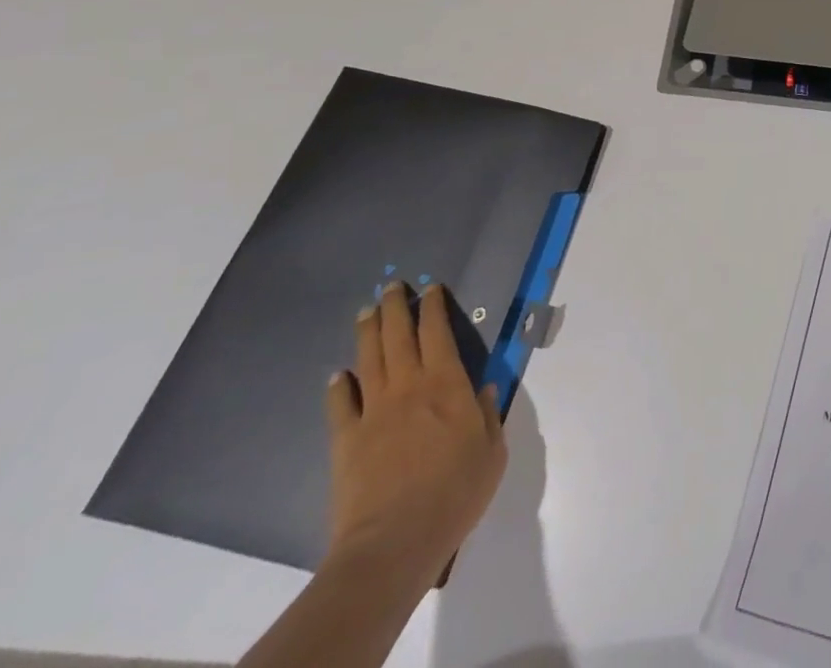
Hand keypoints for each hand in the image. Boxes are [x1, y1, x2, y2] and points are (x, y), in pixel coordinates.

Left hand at [323, 281, 506, 592]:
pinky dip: (339, 386)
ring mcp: (373, 412)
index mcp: (447, 383)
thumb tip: (485, 389)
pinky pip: (341, 405)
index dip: (434, 307)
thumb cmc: (455, 493)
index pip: (438, 332)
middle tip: (391, 287)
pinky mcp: (346, 441)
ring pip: (369, 360)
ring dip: (367, 333)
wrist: (393, 543)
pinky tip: (338, 375)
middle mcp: (409, 386)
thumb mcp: (492, 452)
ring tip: (365, 312)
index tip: (430, 288)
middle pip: (398, 336)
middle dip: (395, 307)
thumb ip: (489, 415)